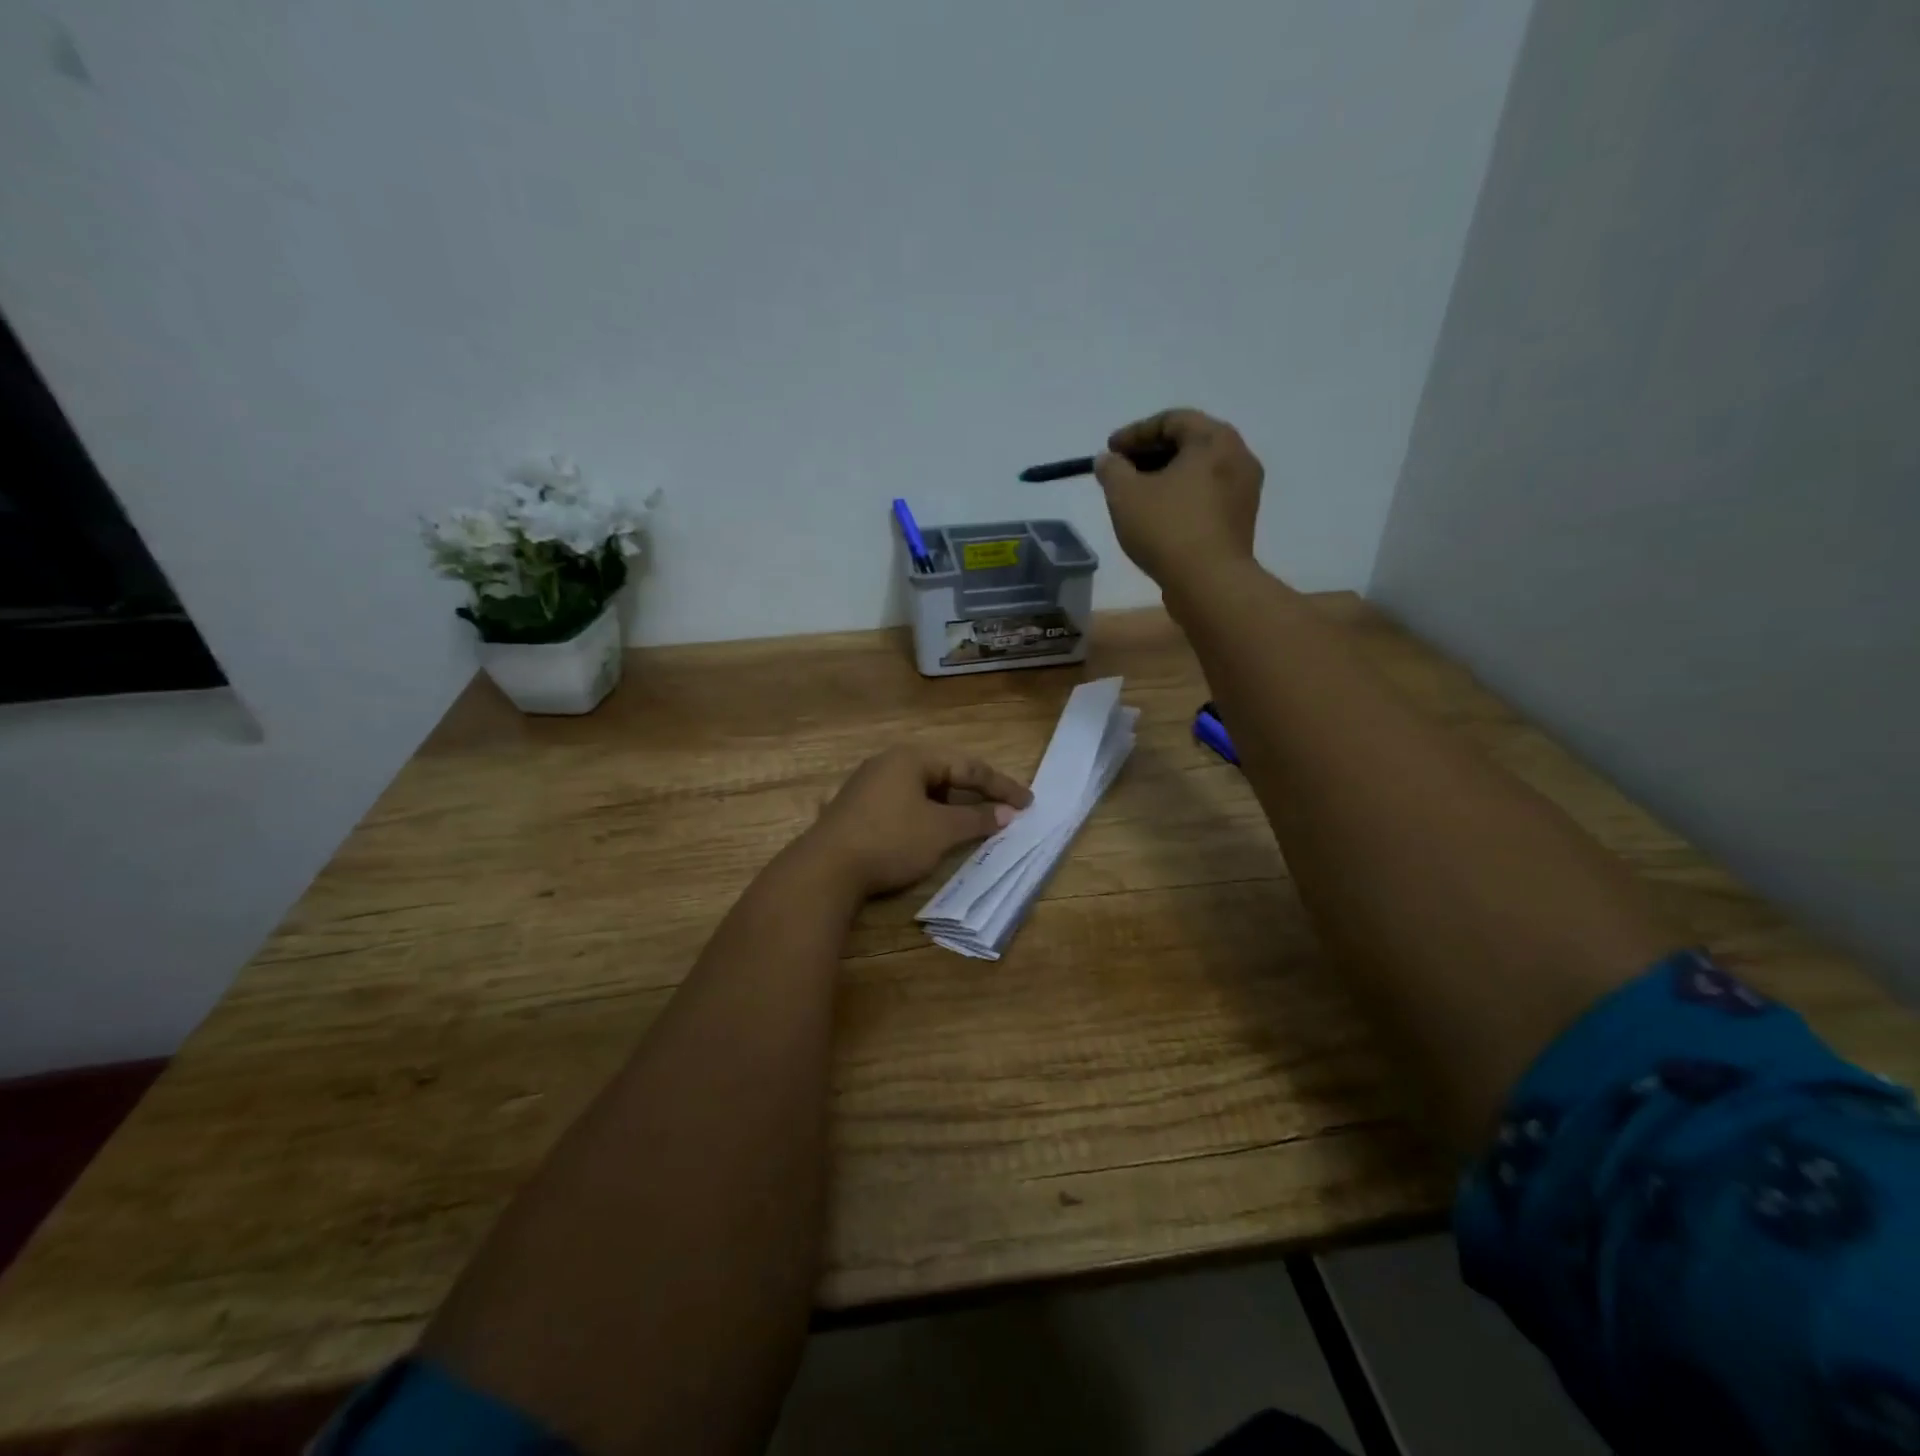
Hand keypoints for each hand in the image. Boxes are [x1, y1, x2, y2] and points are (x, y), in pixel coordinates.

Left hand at [801, 745, 1032, 897]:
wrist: (825, 870)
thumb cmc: (890, 841)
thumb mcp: (940, 831)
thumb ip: (977, 819)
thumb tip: (1008, 813)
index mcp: (911, 758)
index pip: (967, 766)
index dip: (1000, 786)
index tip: (1028, 802)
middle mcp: (889, 763)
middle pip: (944, 773)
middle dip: (975, 792)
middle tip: (1003, 809)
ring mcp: (869, 785)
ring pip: (923, 790)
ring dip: (951, 806)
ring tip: (973, 823)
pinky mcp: (857, 809)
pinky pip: (904, 803)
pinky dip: (928, 815)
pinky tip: (934, 832)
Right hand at [1093, 408, 1263, 590]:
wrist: (1210, 583)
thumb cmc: (1167, 529)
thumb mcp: (1125, 494)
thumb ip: (1112, 469)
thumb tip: (1108, 460)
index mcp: (1214, 439)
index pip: (1171, 420)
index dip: (1135, 433)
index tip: (1109, 451)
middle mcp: (1238, 456)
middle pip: (1188, 443)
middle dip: (1149, 455)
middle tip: (1120, 471)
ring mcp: (1244, 490)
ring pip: (1198, 472)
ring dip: (1164, 477)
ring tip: (1135, 496)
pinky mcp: (1240, 520)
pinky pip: (1206, 496)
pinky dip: (1180, 497)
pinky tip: (1157, 516)